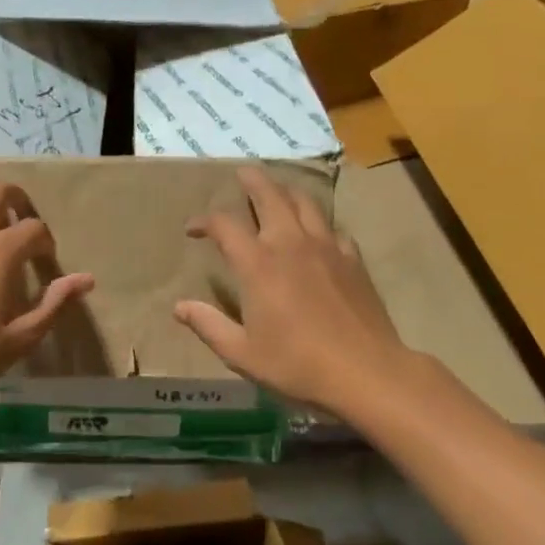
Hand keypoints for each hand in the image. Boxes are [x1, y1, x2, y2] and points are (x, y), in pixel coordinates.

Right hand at [174, 167, 407, 413]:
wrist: (365, 372)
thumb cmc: (296, 365)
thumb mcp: (241, 353)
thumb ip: (209, 325)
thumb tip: (179, 307)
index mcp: (258, 265)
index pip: (225, 225)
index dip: (204, 221)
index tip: (193, 229)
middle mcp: (290, 244)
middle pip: (270, 196)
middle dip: (252, 181)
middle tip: (242, 173)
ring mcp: (327, 248)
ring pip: (305, 203)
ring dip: (286, 191)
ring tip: (278, 191)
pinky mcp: (353, 260)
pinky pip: (332, 228)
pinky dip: (318, 223)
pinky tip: (317, 233)